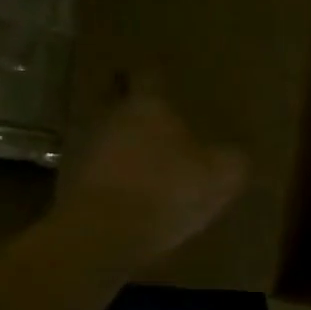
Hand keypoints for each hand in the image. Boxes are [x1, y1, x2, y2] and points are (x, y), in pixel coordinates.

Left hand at [53, 90, 245, 265]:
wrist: (103, 233)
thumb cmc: (167, 191)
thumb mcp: (221, 177)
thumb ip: (233, 160)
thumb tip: (236, 155)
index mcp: (149, 106)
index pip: (148, 76)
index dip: (156, 77)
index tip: (162, 79)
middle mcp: (113, 117)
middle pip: (120, 102)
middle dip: (135, 108)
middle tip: (154, 119)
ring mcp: (86, 149)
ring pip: (107, 135)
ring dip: (123, 144)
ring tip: (145, 160)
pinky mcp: (73, 182)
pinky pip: (98, 169)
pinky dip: (113, 176)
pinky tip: (131, 193)